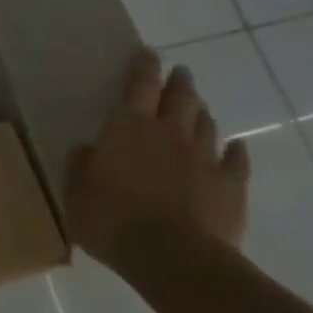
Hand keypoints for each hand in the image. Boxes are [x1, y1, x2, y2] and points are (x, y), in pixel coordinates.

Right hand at [65, 50, 251, 269]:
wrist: (175, 259)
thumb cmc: (113, 222)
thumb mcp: (76, 195)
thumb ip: (80, 168)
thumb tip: (87, 150)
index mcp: (128, 128)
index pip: (139, 86)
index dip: (143, 67)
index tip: (147, 53)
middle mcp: (169, 133)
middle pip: (180, 98)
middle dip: (179, 83)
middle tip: (179, 73)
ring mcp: (204, 158)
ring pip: (207, 124)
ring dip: (201, 112)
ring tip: (198, 108)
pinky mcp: (231, 186)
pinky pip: (236, 160)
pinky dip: (235, 150)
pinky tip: (235, 147)